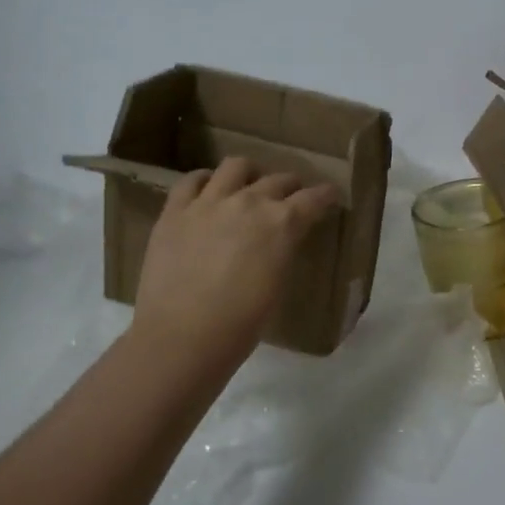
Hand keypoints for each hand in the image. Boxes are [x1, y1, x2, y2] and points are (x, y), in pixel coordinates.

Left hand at [131, 158, 338, 361]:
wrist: (182, 338)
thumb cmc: (240, 325)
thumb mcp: (278, 285)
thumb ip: (282, 252)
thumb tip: (279, 243)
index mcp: (282, 224)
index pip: (313, 198)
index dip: (325, 195)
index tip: (329, 196)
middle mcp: (249, 202)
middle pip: (278, 180)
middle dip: (291, 186)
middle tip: (291, 198)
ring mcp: (209, 202)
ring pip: (236, 166)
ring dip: (250, 174)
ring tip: (248, 185)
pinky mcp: (175, 211)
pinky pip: (190, 181)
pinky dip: (205, 181)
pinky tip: (208, 191)